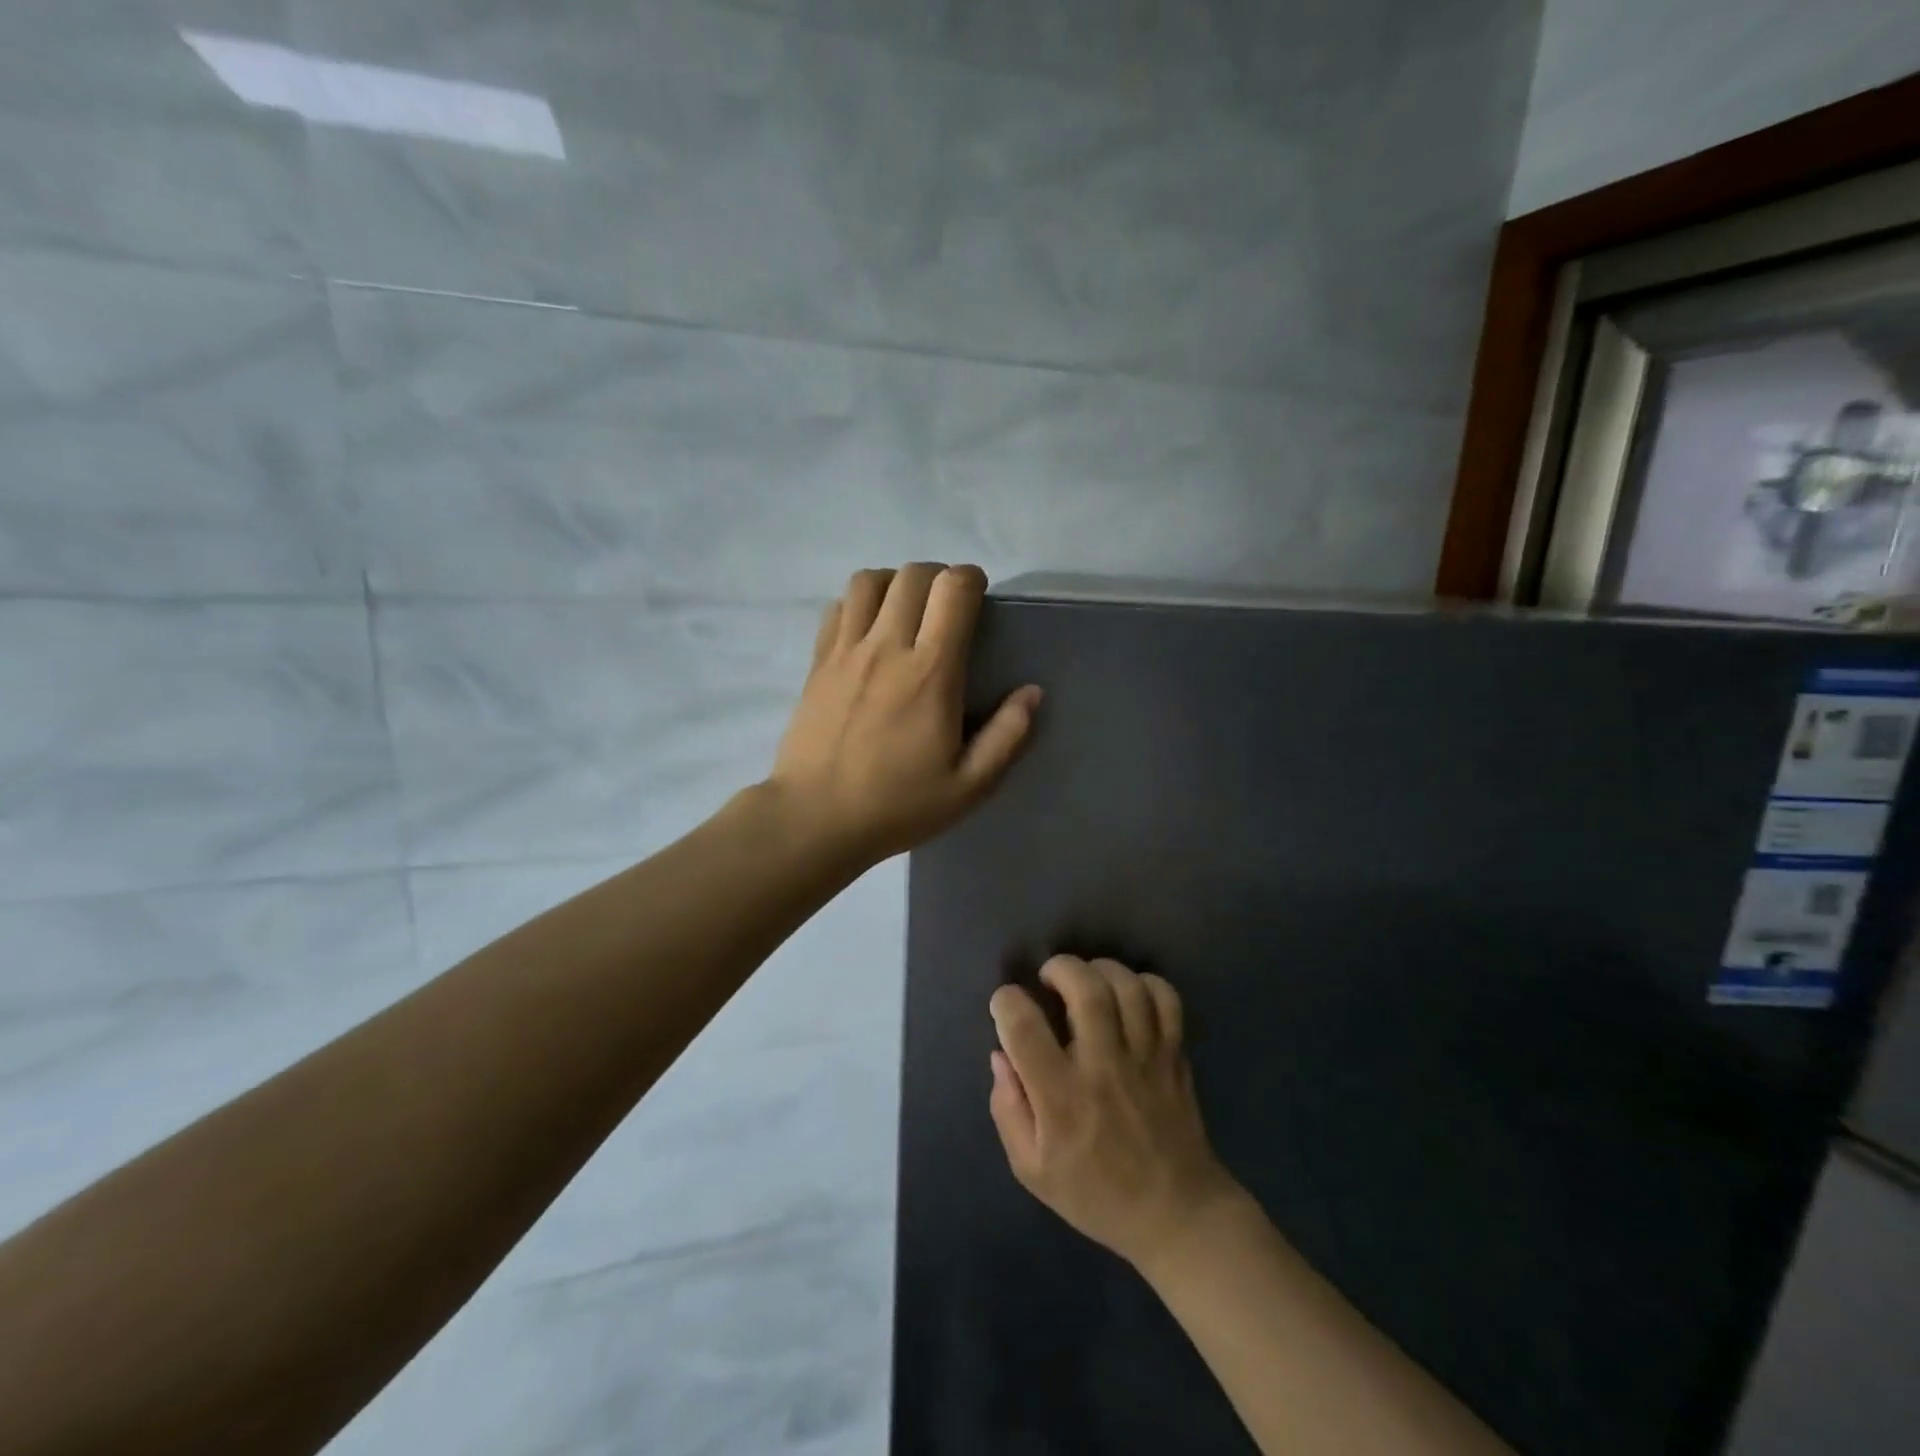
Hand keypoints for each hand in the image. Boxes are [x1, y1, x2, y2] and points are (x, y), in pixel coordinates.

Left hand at [770, 563, 1041, 864]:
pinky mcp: (817, 662)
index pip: (953, 590)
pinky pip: (838, 607)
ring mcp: (846, 651)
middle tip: (947, 607)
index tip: (978, 599)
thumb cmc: (897, 805)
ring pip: (869, 580)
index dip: (971, 580)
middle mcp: (887, 647)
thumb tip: (1032, 692)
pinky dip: (858, 603)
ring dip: (895, 583)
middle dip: (938, 577)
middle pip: (913, 575)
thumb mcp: (969, 786)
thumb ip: (1007, 736)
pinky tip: (868, 631)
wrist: (814, 818)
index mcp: (931, 672)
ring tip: (906, 611)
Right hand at [989, 955, 1243, 1272]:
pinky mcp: (1174, 1055)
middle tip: (1049, 977)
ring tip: (1086, 980)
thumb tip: (1001, 1055)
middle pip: (1085, 990)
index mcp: (1062, 1099)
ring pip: (1127, 987)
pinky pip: (1166, 1000)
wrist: (1177, 1215)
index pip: (1024, 1029)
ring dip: (1100, 969)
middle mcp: (1103, 1069)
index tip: (1005, 1004)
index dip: (1006, 1001)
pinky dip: (1145, 983)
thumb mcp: (1033, 1170)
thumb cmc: (1096, 1194)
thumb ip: (1008, 1110)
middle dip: (1060, 967)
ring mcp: (1145, 1059)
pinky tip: (1127, 993)